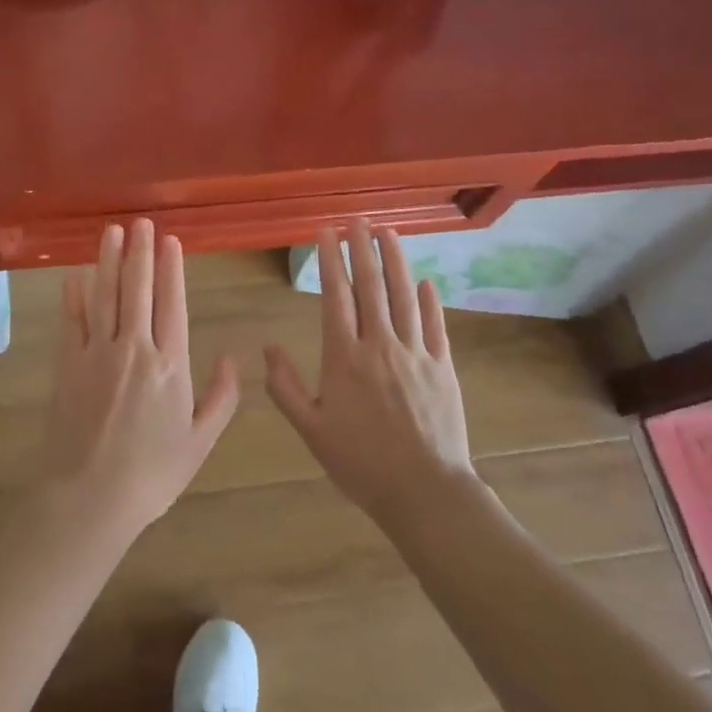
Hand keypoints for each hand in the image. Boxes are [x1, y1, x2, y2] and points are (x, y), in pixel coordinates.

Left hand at [39, 220, 239, 540]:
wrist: (90, 498)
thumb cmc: (152, 473)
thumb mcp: (200, 442)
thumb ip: (222, 398)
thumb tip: (233, 358)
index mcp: (170, 365)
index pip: (173, 303)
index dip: (172, 269)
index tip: (170, 241)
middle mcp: (134, 348)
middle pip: (137, 289)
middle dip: (141, 252)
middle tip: (141, 222)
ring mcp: (97, 353)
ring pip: (105, 295)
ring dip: (109, 260)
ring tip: (113, 231)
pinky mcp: (68, 365)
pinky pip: (72, 322)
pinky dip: (73, 296)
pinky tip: (75, 274)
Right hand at [266, 222, 476, 520]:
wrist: (423, 491)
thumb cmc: (360, 462)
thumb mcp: (310, 429)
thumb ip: (285, 386)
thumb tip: (268, 347)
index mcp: (344, 357)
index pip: (335, 296)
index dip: (329, 260)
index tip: (325, 232)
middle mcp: (380, 344)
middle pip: (371, 286)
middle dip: (362, 249)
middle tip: (357, 220)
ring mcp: (416, 353)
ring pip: (405, 296)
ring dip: (396, 261)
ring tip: (389, 233)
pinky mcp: (443, 367)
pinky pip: (436, 325)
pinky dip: (431, 300)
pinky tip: (426, 281)